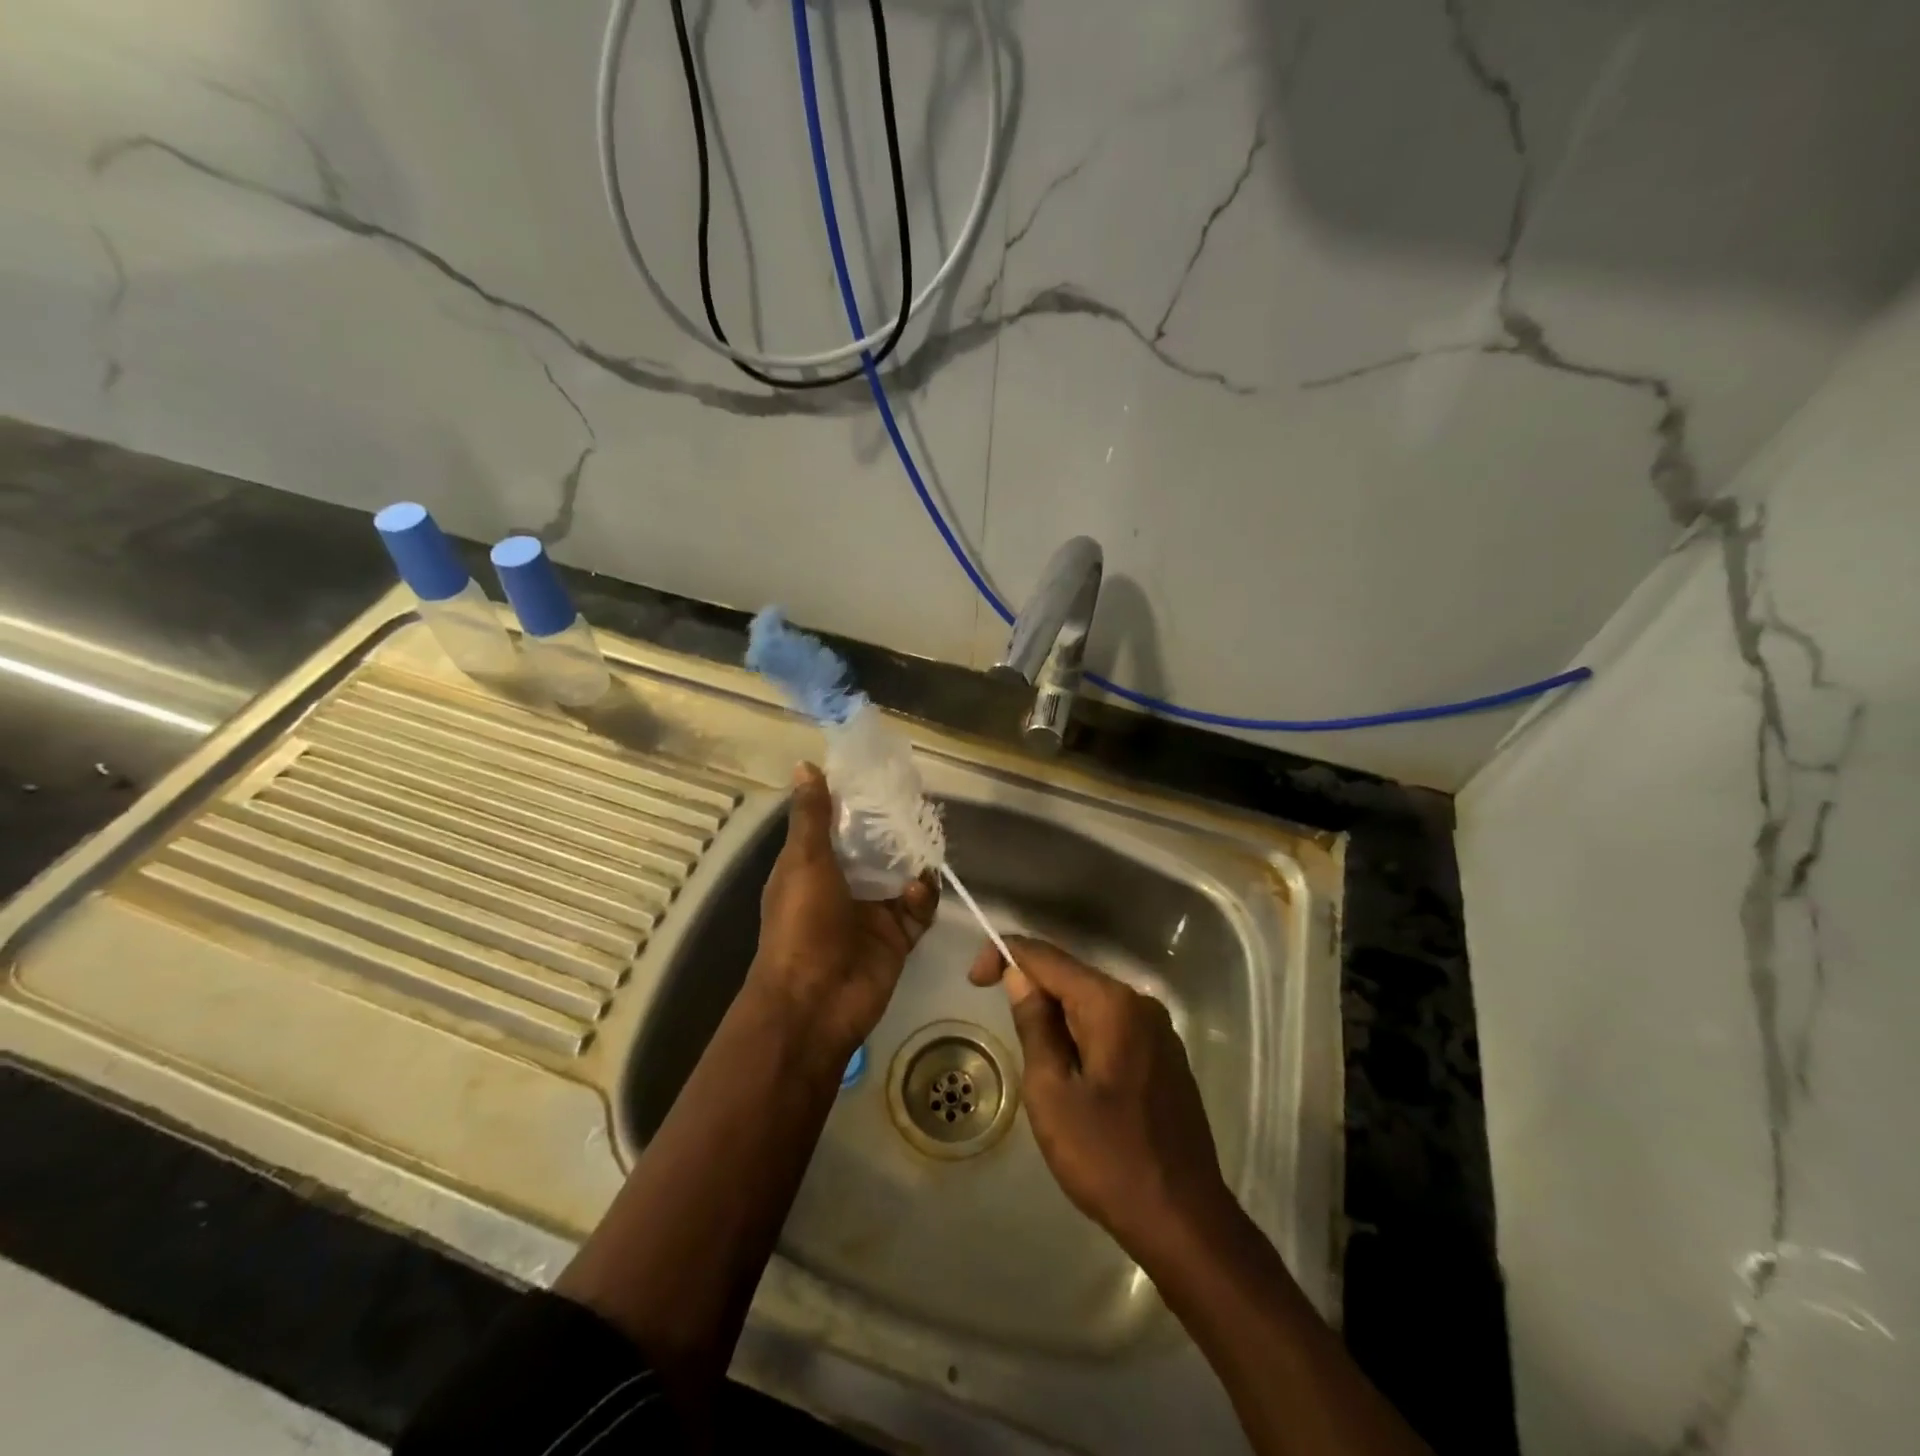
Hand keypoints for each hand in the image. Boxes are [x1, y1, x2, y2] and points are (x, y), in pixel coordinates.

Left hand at [748, 763, 937, 1060]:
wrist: (815, 1002)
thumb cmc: (802, 925)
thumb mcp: (804, 862)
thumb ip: (812, 816)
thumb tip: (805, 764)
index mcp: (814, 867)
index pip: (839, 826)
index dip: (858, 803)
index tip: (882, 776)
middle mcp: (844, 886)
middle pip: (876, 849)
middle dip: (895, 830)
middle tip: (919, 804)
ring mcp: (872, 913)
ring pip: (902, 876)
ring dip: (914, 861)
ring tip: (928, 840)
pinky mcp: (898, 937)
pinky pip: (919, 909)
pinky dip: (923, 897)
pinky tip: (919, 891)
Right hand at [970, 935, 1234, 1262]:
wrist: (1183, 1220)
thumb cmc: (1107, 1158)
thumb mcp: (1051, 1093)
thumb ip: (1034, 1026)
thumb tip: (1019, 976)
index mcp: (1112, 1004)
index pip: (1047, 957)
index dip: (1005, 955)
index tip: (973, 980)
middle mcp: (1139, 1003)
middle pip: (1071, 976)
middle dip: (1030, 987)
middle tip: (994, 1015)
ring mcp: (1158, 1030)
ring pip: (1091, 1002)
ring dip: (1055, 1014)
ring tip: (1031, 1053)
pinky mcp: (1164, 1056)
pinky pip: (1112, 1025)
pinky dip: (1081, 1032)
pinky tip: (1069, 1068)